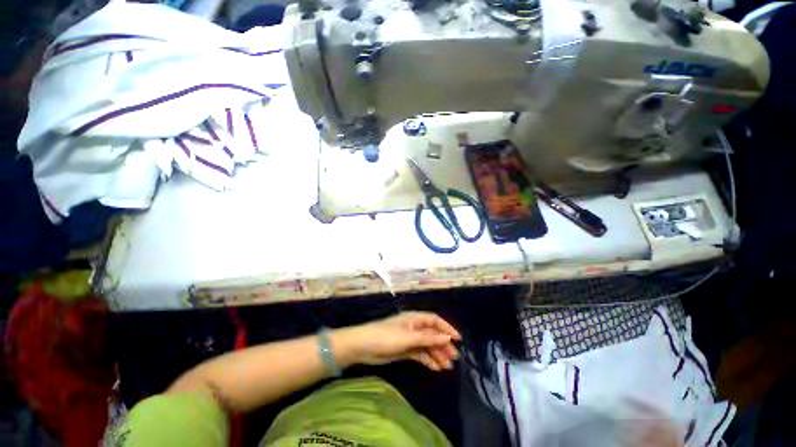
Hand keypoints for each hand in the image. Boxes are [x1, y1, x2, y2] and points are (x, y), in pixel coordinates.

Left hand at [338, 312, 461, 370]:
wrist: (363, 346)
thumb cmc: (386, 336)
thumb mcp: (408, 337)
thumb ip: (428, 338)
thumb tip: (448, 337)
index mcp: (415, 319)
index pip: (435, 321)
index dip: (447, 328)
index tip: (458, 340)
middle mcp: (414, 327)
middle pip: (432, 334)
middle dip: (443, 345)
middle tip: (454, 358)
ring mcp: (409, 339)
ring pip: (427, 345)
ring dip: (437, 354)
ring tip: (447, 367)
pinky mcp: (404, 350)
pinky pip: (419, 354)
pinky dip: (428, 360)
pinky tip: (435, 368)